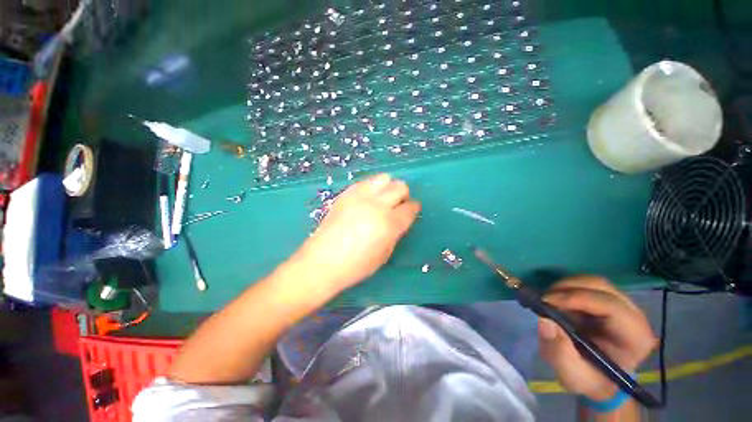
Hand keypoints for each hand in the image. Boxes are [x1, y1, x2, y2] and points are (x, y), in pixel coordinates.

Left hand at [291, 173, 420, 292]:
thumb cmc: (357, 265)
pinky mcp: (347, 194)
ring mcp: (361, 196)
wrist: (324, 260)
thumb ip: (395, 232)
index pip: (410, 207)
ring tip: (382, 199)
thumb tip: (398, 220)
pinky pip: (365, 182)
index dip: (413, 208)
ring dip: (388, 187)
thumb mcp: (385, 253)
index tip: (411, 210)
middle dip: (403, 195)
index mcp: (390, 223)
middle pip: (400, 187)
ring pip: (384, 178)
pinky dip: (371, 187)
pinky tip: (366, 199)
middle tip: (397, 205)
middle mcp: (378, 205)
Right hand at [537, 276, 656, 400]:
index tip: (546, 302)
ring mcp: (621, 304)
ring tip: (548, 301)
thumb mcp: (572, 375)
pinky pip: (586, 285)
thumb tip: (545, 322)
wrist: (597, 377)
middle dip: (568, 288)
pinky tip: (556, 301)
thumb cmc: (589, 378)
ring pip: (592, 282)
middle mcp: (633, 315)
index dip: (578, 298)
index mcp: (635, 337)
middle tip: (544, 299)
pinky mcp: (607, 300)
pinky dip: (566, 288)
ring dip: (565, 287)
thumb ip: (560, 353)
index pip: (611, 306)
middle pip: (601, 286)